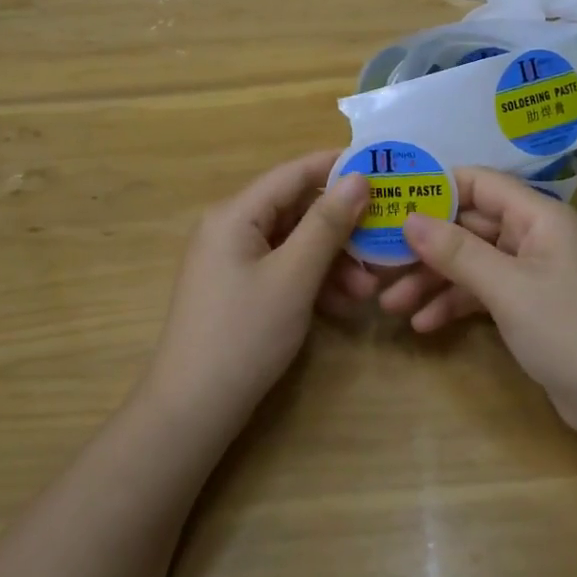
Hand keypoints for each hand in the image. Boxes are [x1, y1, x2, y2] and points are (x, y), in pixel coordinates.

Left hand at [146, 151, 367, 426]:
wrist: (193, 409)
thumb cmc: (244, 335)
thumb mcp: (293, 277)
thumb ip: (327, 225)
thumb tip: (359, 177)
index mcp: (235, 214)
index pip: (294, 173)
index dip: (338, 167)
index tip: (383, 168)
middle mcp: (231, 228)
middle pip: (296, 210)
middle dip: (341, 228)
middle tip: (384, 241)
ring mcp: (233, 260)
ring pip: (294, 243)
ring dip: (332, 261)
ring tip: (369, 290)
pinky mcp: (239, 289)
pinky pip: (283, 269)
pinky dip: (313, 281)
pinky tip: (343, 305)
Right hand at [400, 169, 576, 437]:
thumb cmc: (569, 330)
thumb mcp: (507, 287)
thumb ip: (456, 251)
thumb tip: (408, 218)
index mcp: (538, 216)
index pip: (479, 183)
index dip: (434, 187)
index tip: (390, 200)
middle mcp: (534, 236)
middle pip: (469, 226)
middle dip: (424, 246)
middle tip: (377, 261)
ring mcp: (531, 273)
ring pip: (471, 263)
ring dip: (432, 280)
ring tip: (390, 304)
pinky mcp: (528, 307)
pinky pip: (482, 293)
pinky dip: (453, 305)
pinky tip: (423, 325)